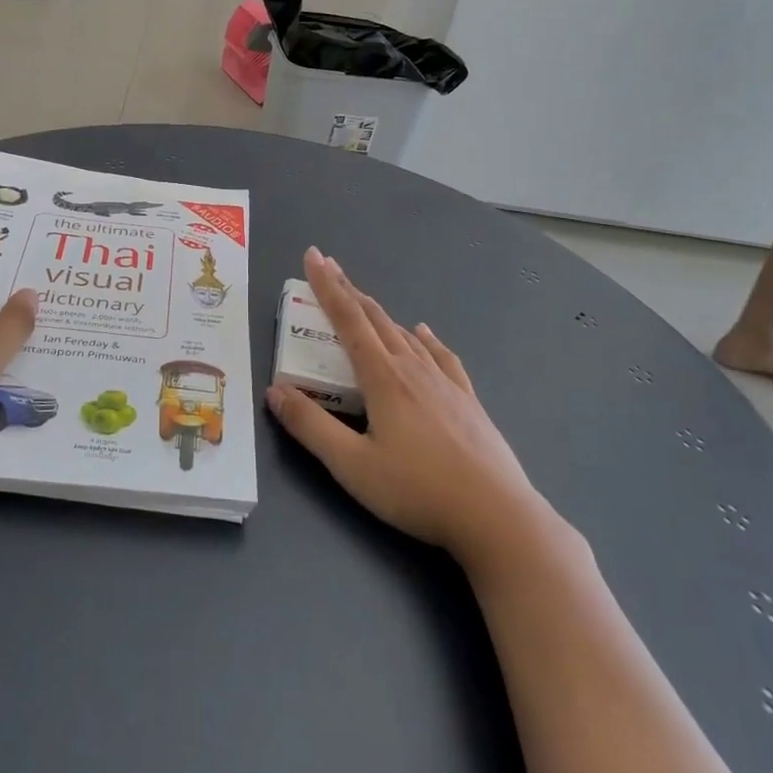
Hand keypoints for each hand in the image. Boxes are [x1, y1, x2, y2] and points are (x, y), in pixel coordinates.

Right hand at [266, 249, 538, 566]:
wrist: (497, 516)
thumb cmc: (418, 490)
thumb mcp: (352, 466)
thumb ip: (310, 426)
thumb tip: (275, 391)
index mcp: (383, 378)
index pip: (348, 319)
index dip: (327, 286)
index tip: (313, 256)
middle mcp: (413, 369)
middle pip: (375, 318)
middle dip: (348, 290)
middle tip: (329, 265)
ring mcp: (445, 383)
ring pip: (405, 334)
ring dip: (379, 314)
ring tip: (363, 303)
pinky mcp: (467, 401)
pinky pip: (442, 356)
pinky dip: (426, 339)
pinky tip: (424, 333)